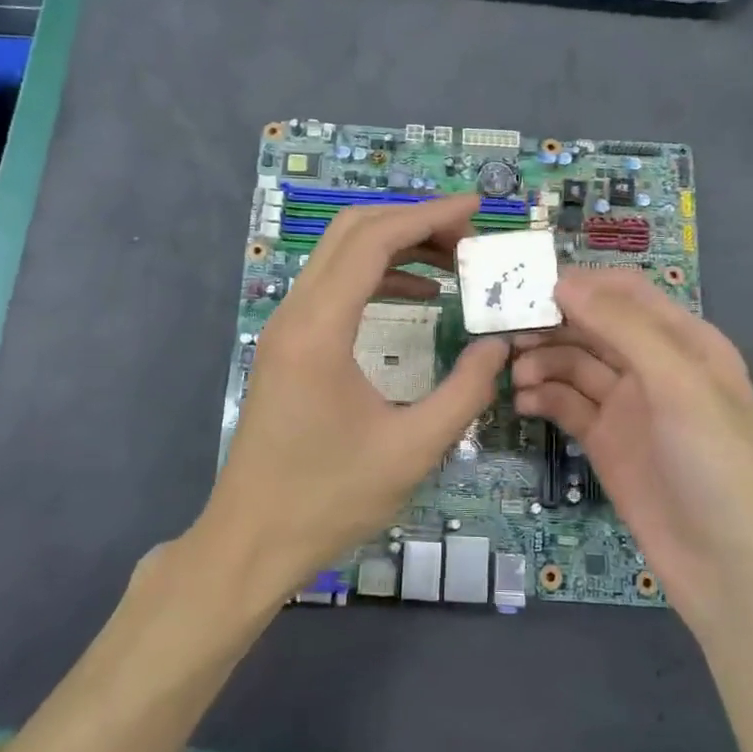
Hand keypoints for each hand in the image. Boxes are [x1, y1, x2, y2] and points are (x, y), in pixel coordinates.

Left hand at [195, 194, 508, 602]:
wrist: (252, 539)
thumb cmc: (330, 498)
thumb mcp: (413, 449)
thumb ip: (466, 391)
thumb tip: (500, 345)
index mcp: (320, 330)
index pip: (373, 241)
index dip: (427, 216)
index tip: (476, 212)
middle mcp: (295, 314)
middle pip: (351, 232)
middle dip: (413, 222)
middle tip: (468, 236)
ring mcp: (286, 329)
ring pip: (340, 256)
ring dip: (395, 247)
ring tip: (453, 262)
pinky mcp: (288, 347)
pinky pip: (334, 289)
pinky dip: (377, 277)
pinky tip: (419, 295)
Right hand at [510, 269, 752, 633]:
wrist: (728, 568)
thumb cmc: (716, 464)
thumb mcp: (679, 384)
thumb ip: (622, 328)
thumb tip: (562, 282)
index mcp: (685, 341)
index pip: (625, 292)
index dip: (580, 283)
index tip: (527, 284)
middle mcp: (654, 366)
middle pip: (593, 326)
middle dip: (552, 323)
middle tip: (505, 329)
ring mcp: (628, 406)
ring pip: (575, 365)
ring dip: (543, 361)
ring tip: (515, 374)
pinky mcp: (606, 442)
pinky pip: (567, 405)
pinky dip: (544, 397)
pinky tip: (523, 402)